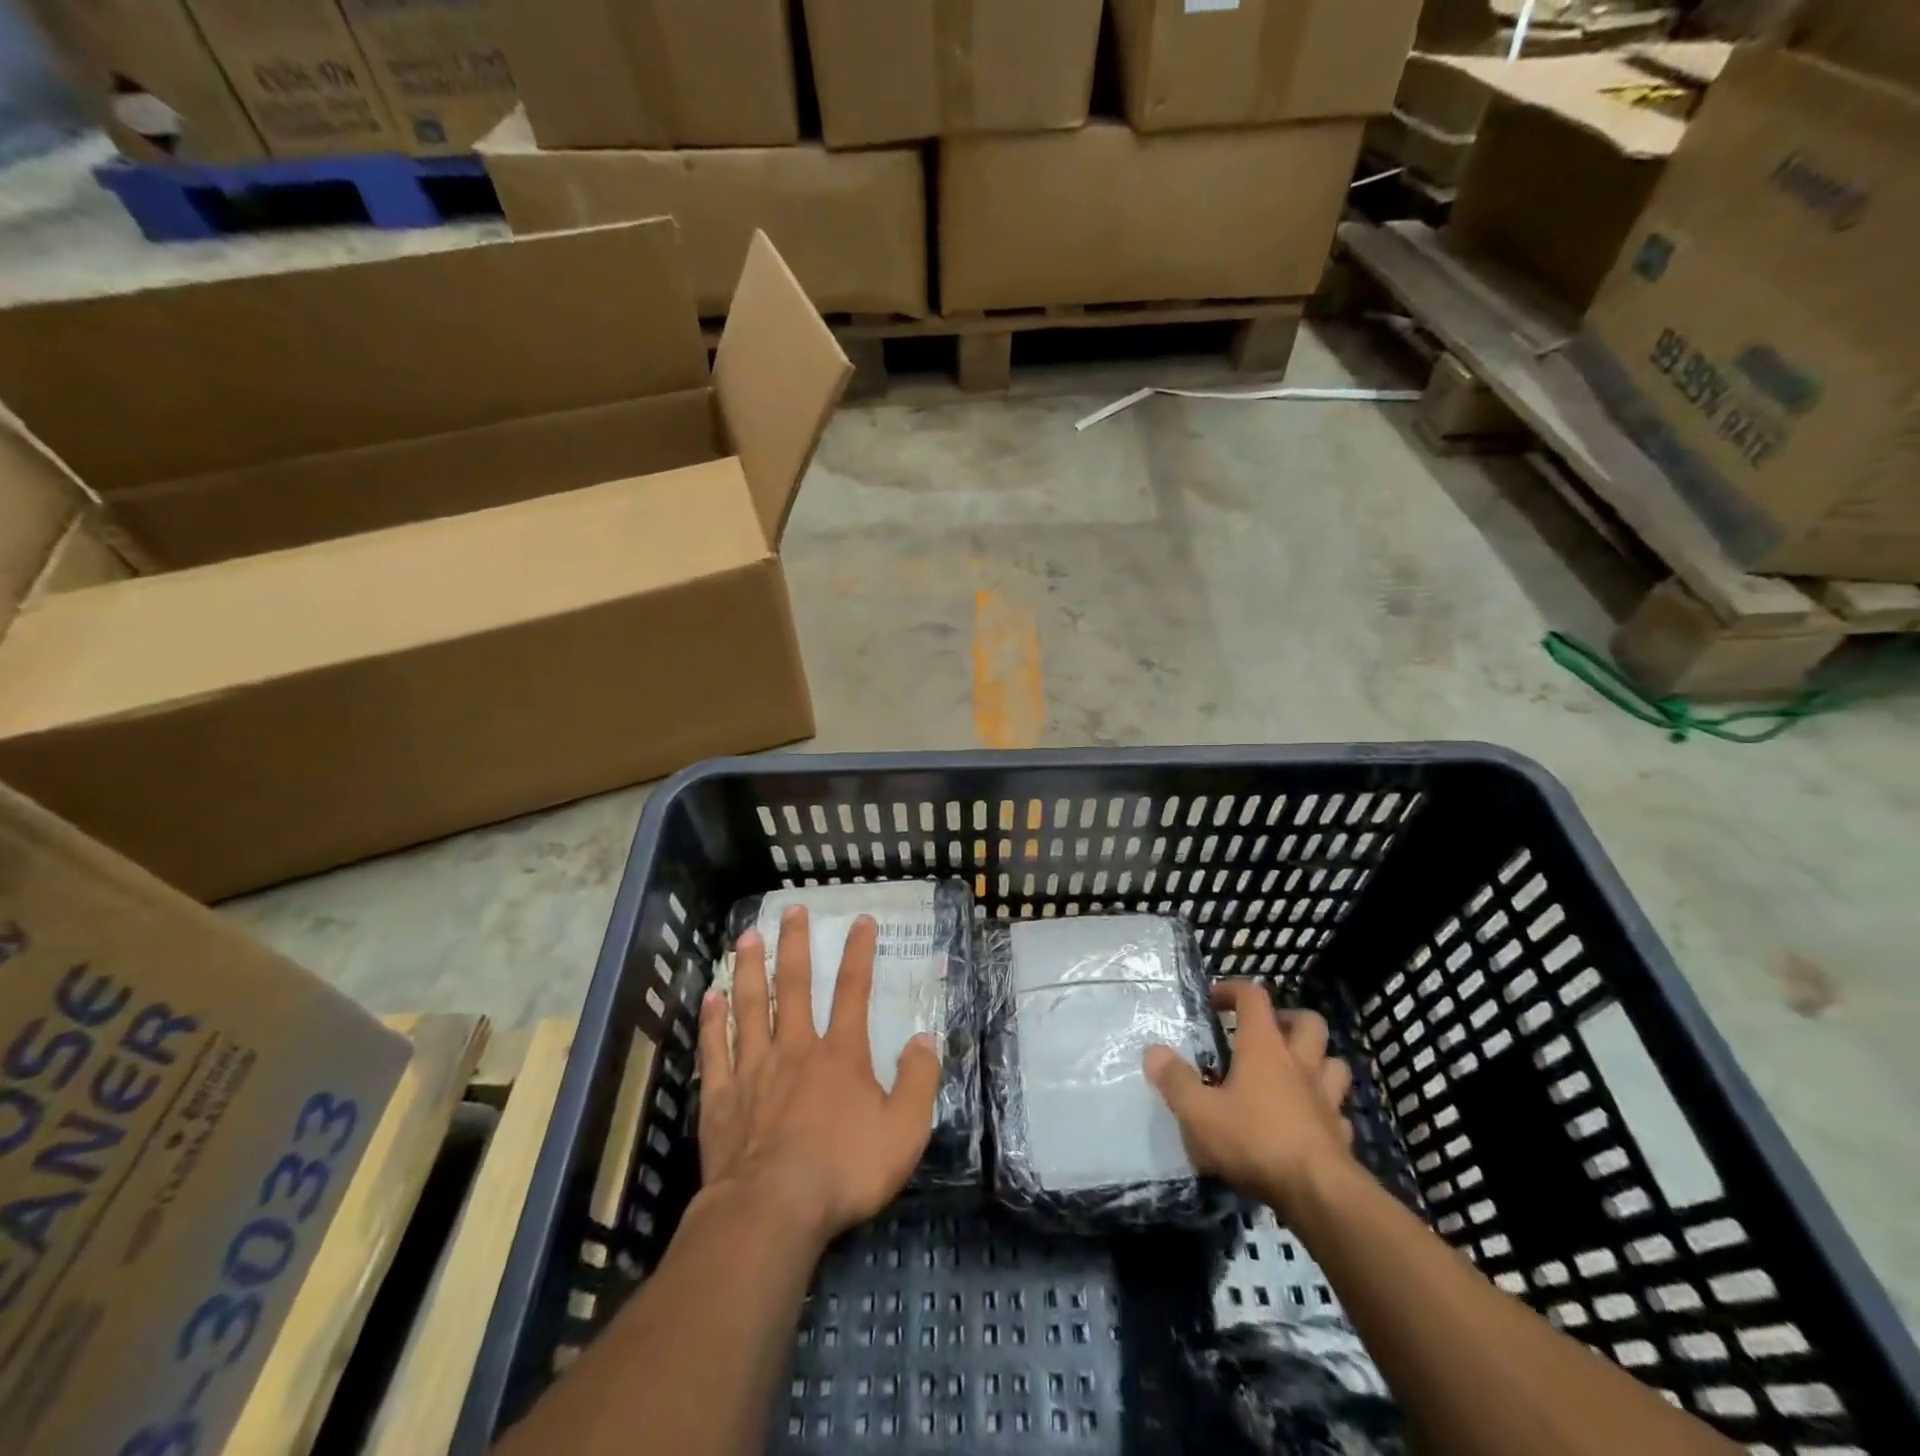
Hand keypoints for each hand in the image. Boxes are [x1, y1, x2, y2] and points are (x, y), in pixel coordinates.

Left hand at [698, 907, 940, 1248]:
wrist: (772, 1210)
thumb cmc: (844, 1170)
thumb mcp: (904, 1129)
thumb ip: (918, 1080)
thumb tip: (924, 1038)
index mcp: (841, 1054)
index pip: (854, 990)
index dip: (859, 953)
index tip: (861, 920)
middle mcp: (796, 1049)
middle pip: (795, 986)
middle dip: (795, 945)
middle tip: (791, 910)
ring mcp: (754, 1070)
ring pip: (751, 1007)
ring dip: (750, 969)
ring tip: (748, 935)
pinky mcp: (722, 1098)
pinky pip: (716, 1050)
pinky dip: (712, 1022)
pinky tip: (709, 997)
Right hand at [1144, 981, 1355, 1215]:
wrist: (1319, 1196)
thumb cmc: (1254, 1141)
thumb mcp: (1199, 1112)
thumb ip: (1175, 1080)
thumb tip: (1153, 1051)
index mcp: (1264, 1048)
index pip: (1254, 997)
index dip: (1233, 990)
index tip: (1214, 1001)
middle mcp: (1300, 1064)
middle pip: (1308, 1021)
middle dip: (1286, 1019)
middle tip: (1262, 1034)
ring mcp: (1326, 1099)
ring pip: (1333, 1062)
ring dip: (1316, 1060)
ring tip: (1291, 1072)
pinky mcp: (1341, 1134)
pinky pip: (1337, 1110)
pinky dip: (1324, 1109)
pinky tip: (1307, 1121)